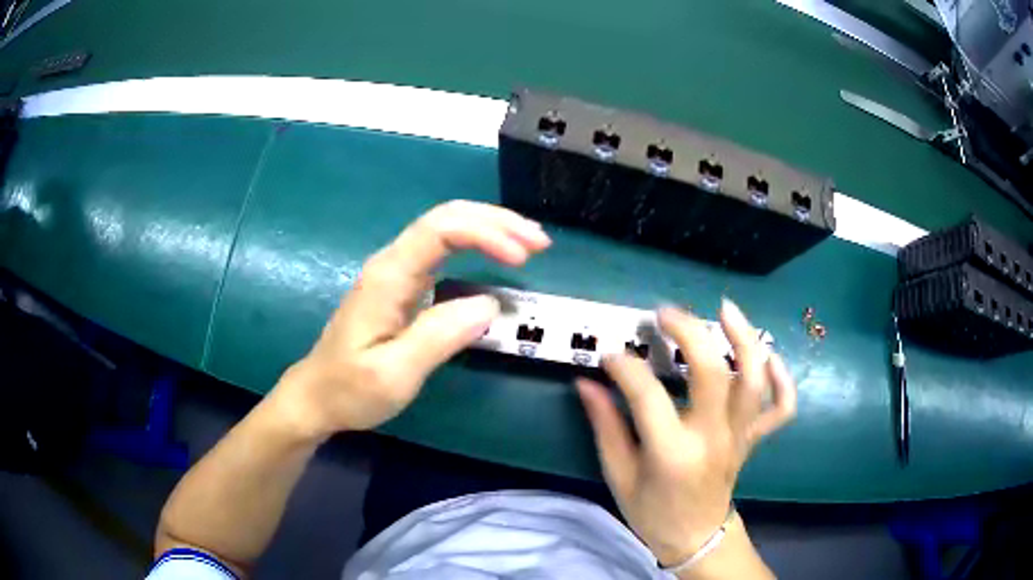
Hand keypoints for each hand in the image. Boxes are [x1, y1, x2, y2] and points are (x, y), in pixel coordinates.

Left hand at [273, 201, 550, 438]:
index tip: (523, 259)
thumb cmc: (351, 390)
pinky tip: (497, 254)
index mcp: (388, 277)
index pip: (442, 230)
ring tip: (528, 243)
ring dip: (490, 228)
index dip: (488, 234)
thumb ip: (440, 337)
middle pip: (447, 217)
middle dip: (497, 222)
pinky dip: (477, 243)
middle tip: (540, 242)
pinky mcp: (401, 283)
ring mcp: (396, 270)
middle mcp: (392, 262)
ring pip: (447, 227)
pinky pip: (443, 247)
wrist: (317, 396)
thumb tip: (489, 305)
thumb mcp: (394, 374)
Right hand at [576, 300, 795, 566]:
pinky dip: (782, 380)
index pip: (647, 395)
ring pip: (753, 381)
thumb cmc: (652, 512)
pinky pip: (780, 408)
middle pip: (712, 373)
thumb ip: (606, 426)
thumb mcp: (619, 475)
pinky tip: (769, 358)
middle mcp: (712, 438)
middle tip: (664, 312)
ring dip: (744, 339)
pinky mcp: (752, 438)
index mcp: (672, 452)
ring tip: (725, 309)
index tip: (610, 356)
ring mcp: (739, 436)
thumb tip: (587, 383)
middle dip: (689, 333)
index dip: (625, 367)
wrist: (695, 538)